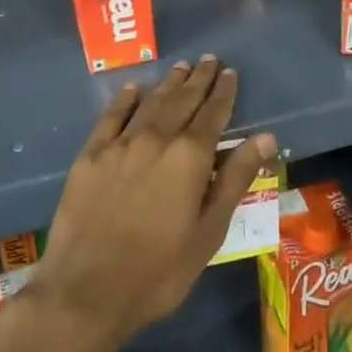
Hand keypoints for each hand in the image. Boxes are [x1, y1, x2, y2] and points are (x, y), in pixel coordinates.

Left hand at [29, 57, 276, 351]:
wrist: (87, 291)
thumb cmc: (159, 271)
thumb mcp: (209, 232)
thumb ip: (235, 179)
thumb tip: (265, 137)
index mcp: (189, 157)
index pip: (213, 115)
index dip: (223, 93)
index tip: (230, 73)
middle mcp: (156, 138)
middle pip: (182, 100)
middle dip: (198, 80)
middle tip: (208, 60)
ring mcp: (120, 144)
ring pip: (150, 103)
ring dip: (168, 84)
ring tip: (180, 68)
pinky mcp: (90, 155)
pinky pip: (111, 117)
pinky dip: (124, 100)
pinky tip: (132, 90)